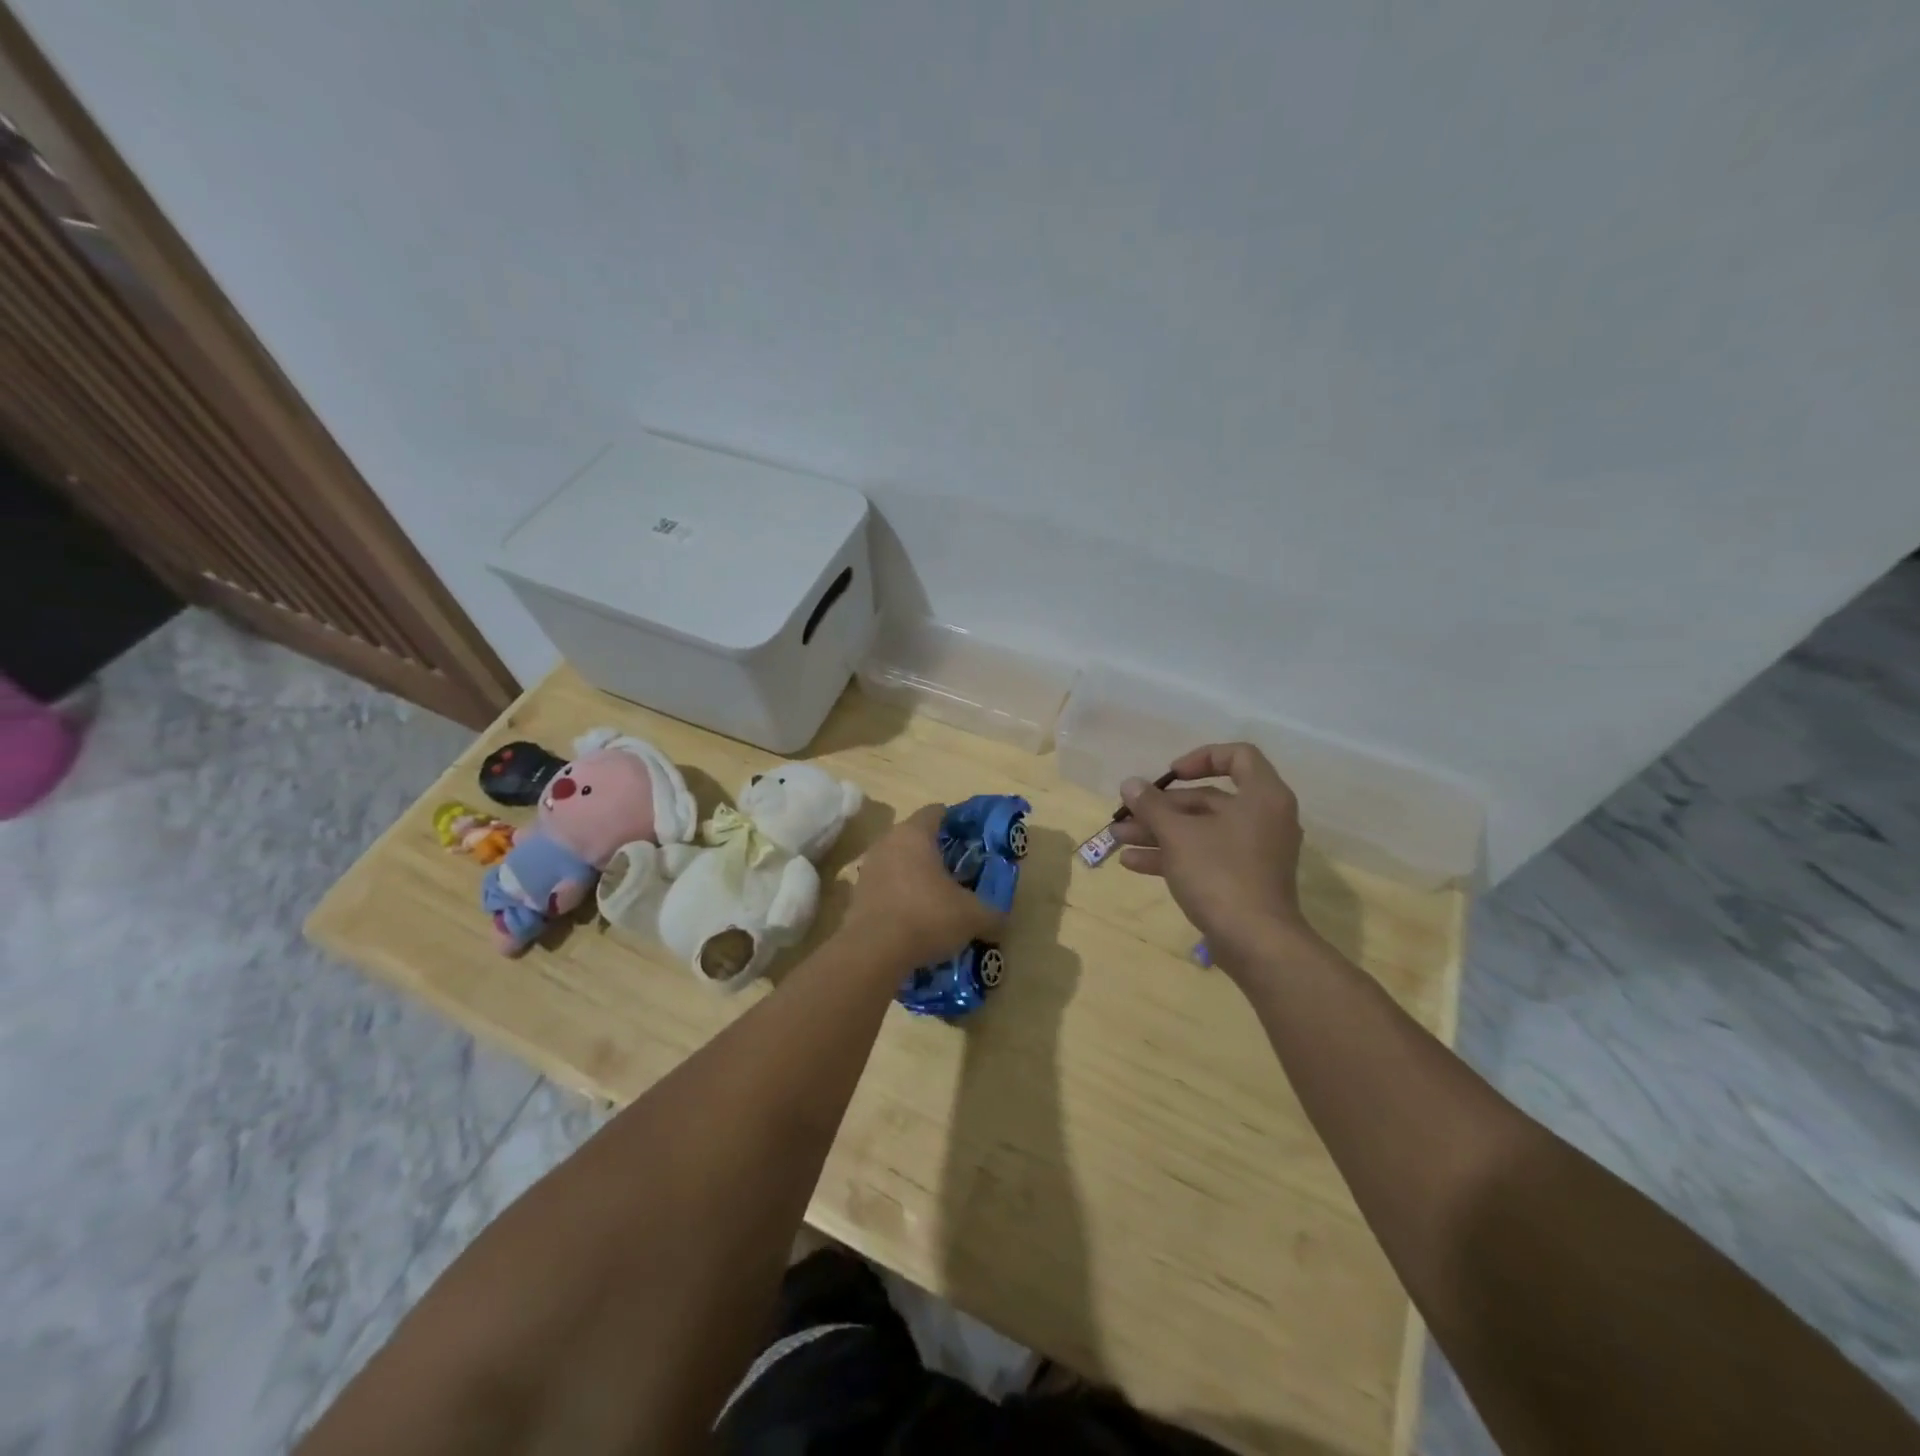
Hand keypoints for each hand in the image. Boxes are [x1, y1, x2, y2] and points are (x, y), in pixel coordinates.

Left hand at [844, 805, 1006, 968]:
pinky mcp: (856, 895)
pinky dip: (900, 896)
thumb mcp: (972, 917)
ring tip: (937, 897)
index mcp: (914, 834)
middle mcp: (888, 842)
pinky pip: (885, 886)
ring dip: (916, 875)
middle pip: (915, 837)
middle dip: (936, 851)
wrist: (873, 952)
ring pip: (898, 862)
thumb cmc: (927, 917)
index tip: (971, 839)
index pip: (936, 812)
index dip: (956, 822)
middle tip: (959, 870)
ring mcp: (868, 868)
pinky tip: (915, 917)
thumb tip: (1001, 920)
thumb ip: (992, 914)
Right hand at [1110, 743, 1316, 973]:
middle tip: (1127, 813)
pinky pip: (1205, 856)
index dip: (1201, 758)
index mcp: (1261, 796)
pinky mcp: (1243, 880)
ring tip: (1118, 838)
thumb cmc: (1220, 874)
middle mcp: (1263, 819)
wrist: (1256, 943)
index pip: (1237, 756)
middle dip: (1162, 807)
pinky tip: (1133, 863)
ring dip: (1159, 832)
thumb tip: (1130, 783)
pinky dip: (1173, 856)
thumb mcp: (1177, 834)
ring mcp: (1254, 852)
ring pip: (1201, 830)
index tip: (1170, 775)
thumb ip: (1151, 805)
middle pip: (1208, 799)